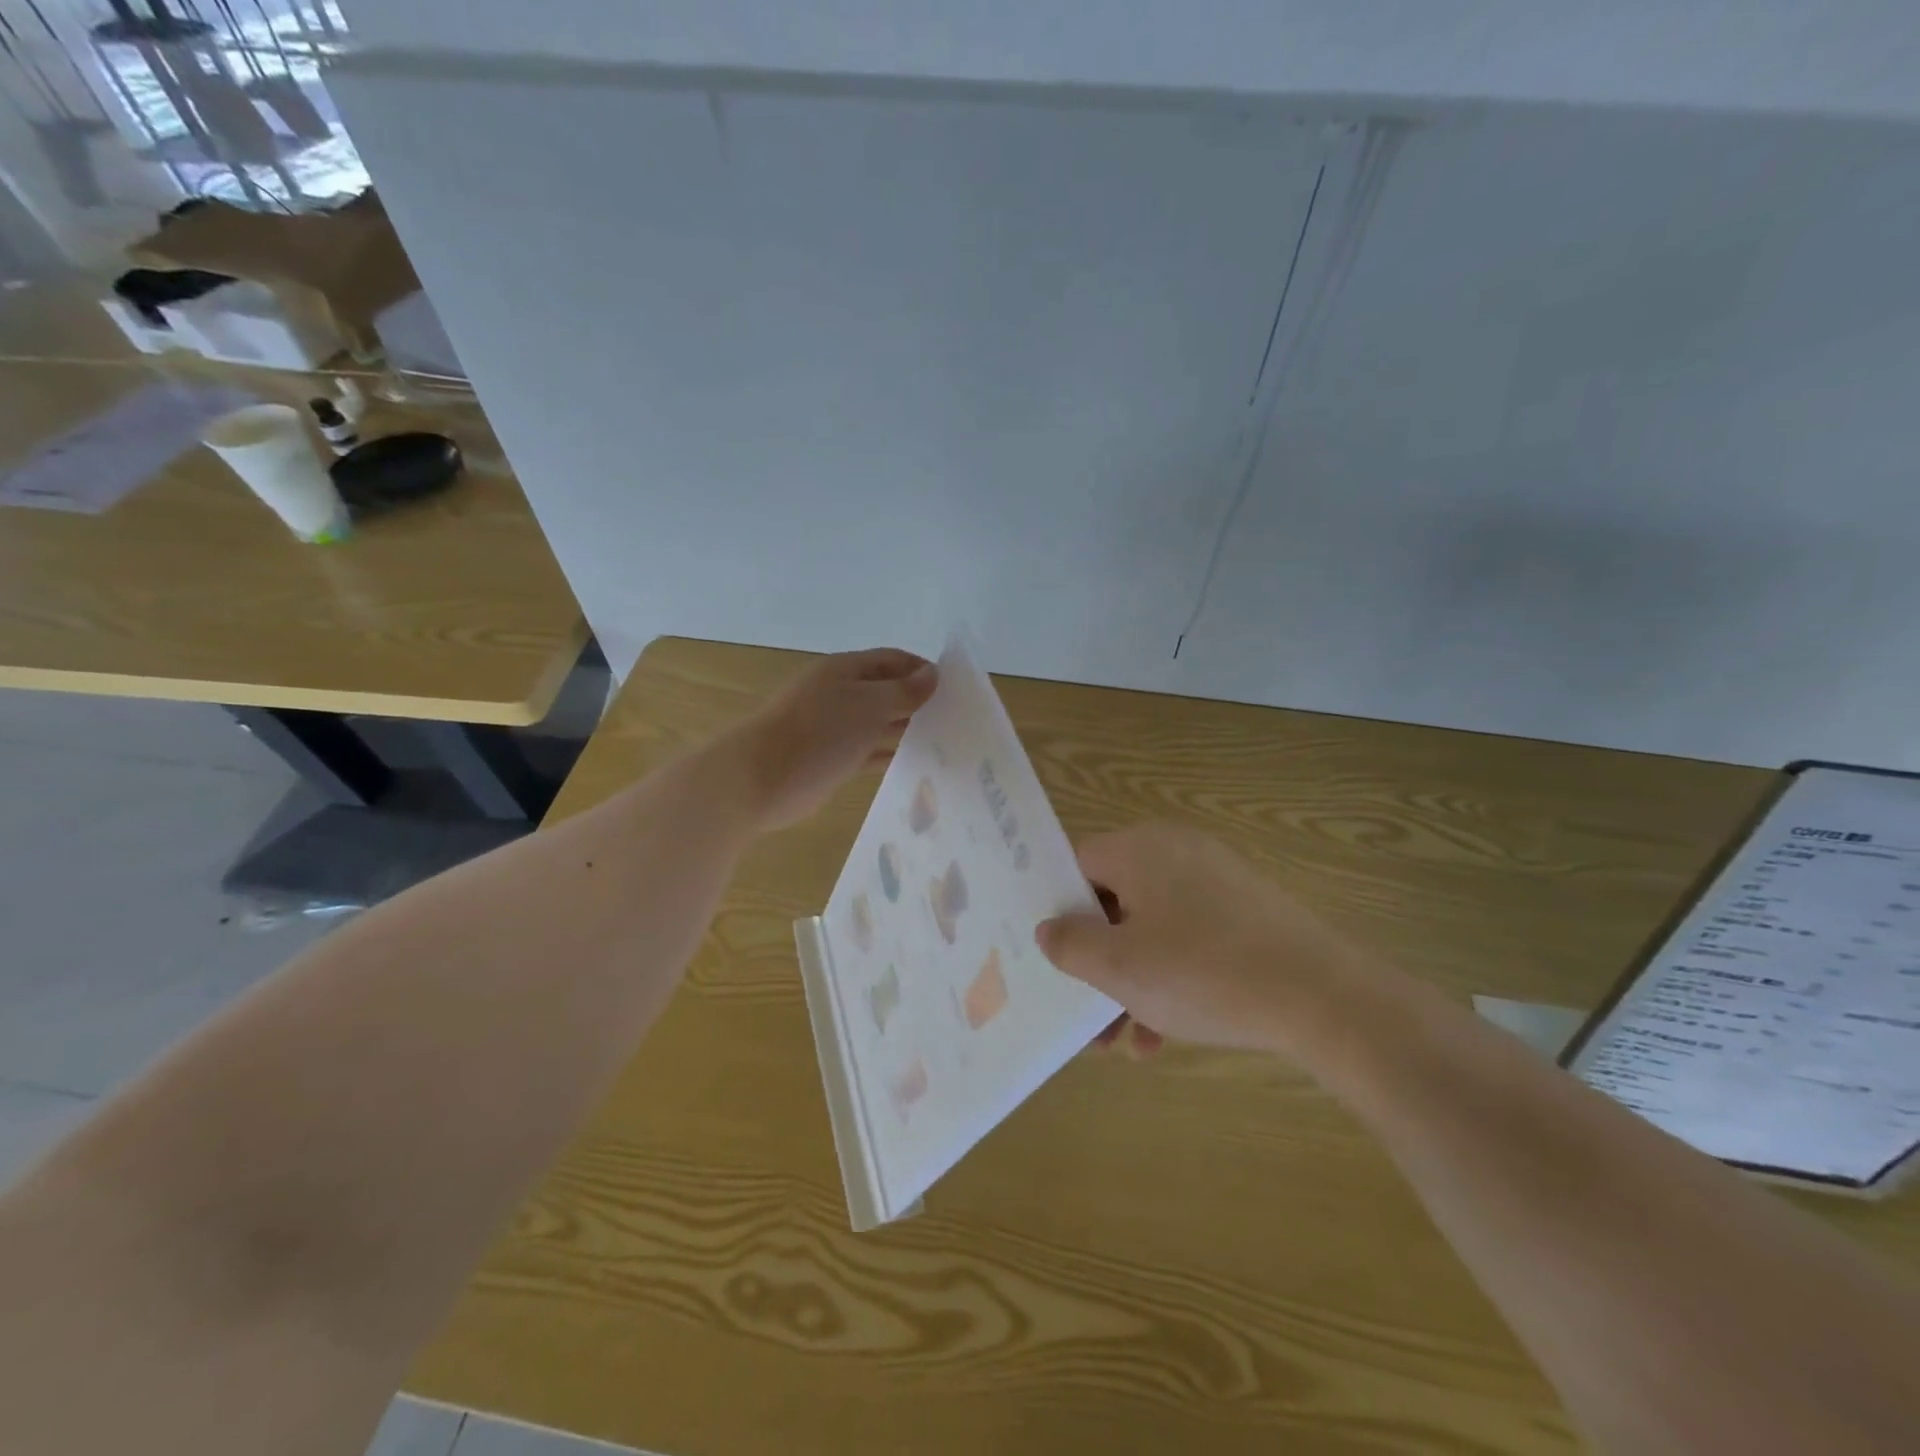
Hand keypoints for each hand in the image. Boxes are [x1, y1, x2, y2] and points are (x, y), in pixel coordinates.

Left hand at [722, 648, 937, 830]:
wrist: (760, 780)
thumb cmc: (819, 733)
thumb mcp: (868, 705)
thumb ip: (904, 691)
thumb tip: (933, 673)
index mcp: (846, 670)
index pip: (894, 660)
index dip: (924, 670)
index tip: (957, 689)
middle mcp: (841, 694)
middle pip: (888, 692)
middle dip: (919, 703)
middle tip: (959, 721)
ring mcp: (835, 728)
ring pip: (880, 724)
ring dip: (907, 731)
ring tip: (947, 744)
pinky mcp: (833, 759)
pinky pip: (869, 752)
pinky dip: (891, 755)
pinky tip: (918, 765)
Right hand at [1036, 823, 1362, 1054]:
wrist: (1323, 997)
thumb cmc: (1203, 973)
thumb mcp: (1120, 967)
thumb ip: (1070, 944)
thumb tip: (1048, 928)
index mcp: (1139, 849)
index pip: (1077, 865)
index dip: (1058, 909)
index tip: (1052, 956)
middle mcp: (1175, 851)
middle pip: (1114, 901)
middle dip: (1097, 960)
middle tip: (1087, 1010)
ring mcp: (1215, 879)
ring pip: (1151, 926)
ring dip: (1131, 980)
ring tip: (1125, 1040)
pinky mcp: (1246, 910)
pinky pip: (1188, 936)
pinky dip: (1170, 976)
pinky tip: (1166, 1034)